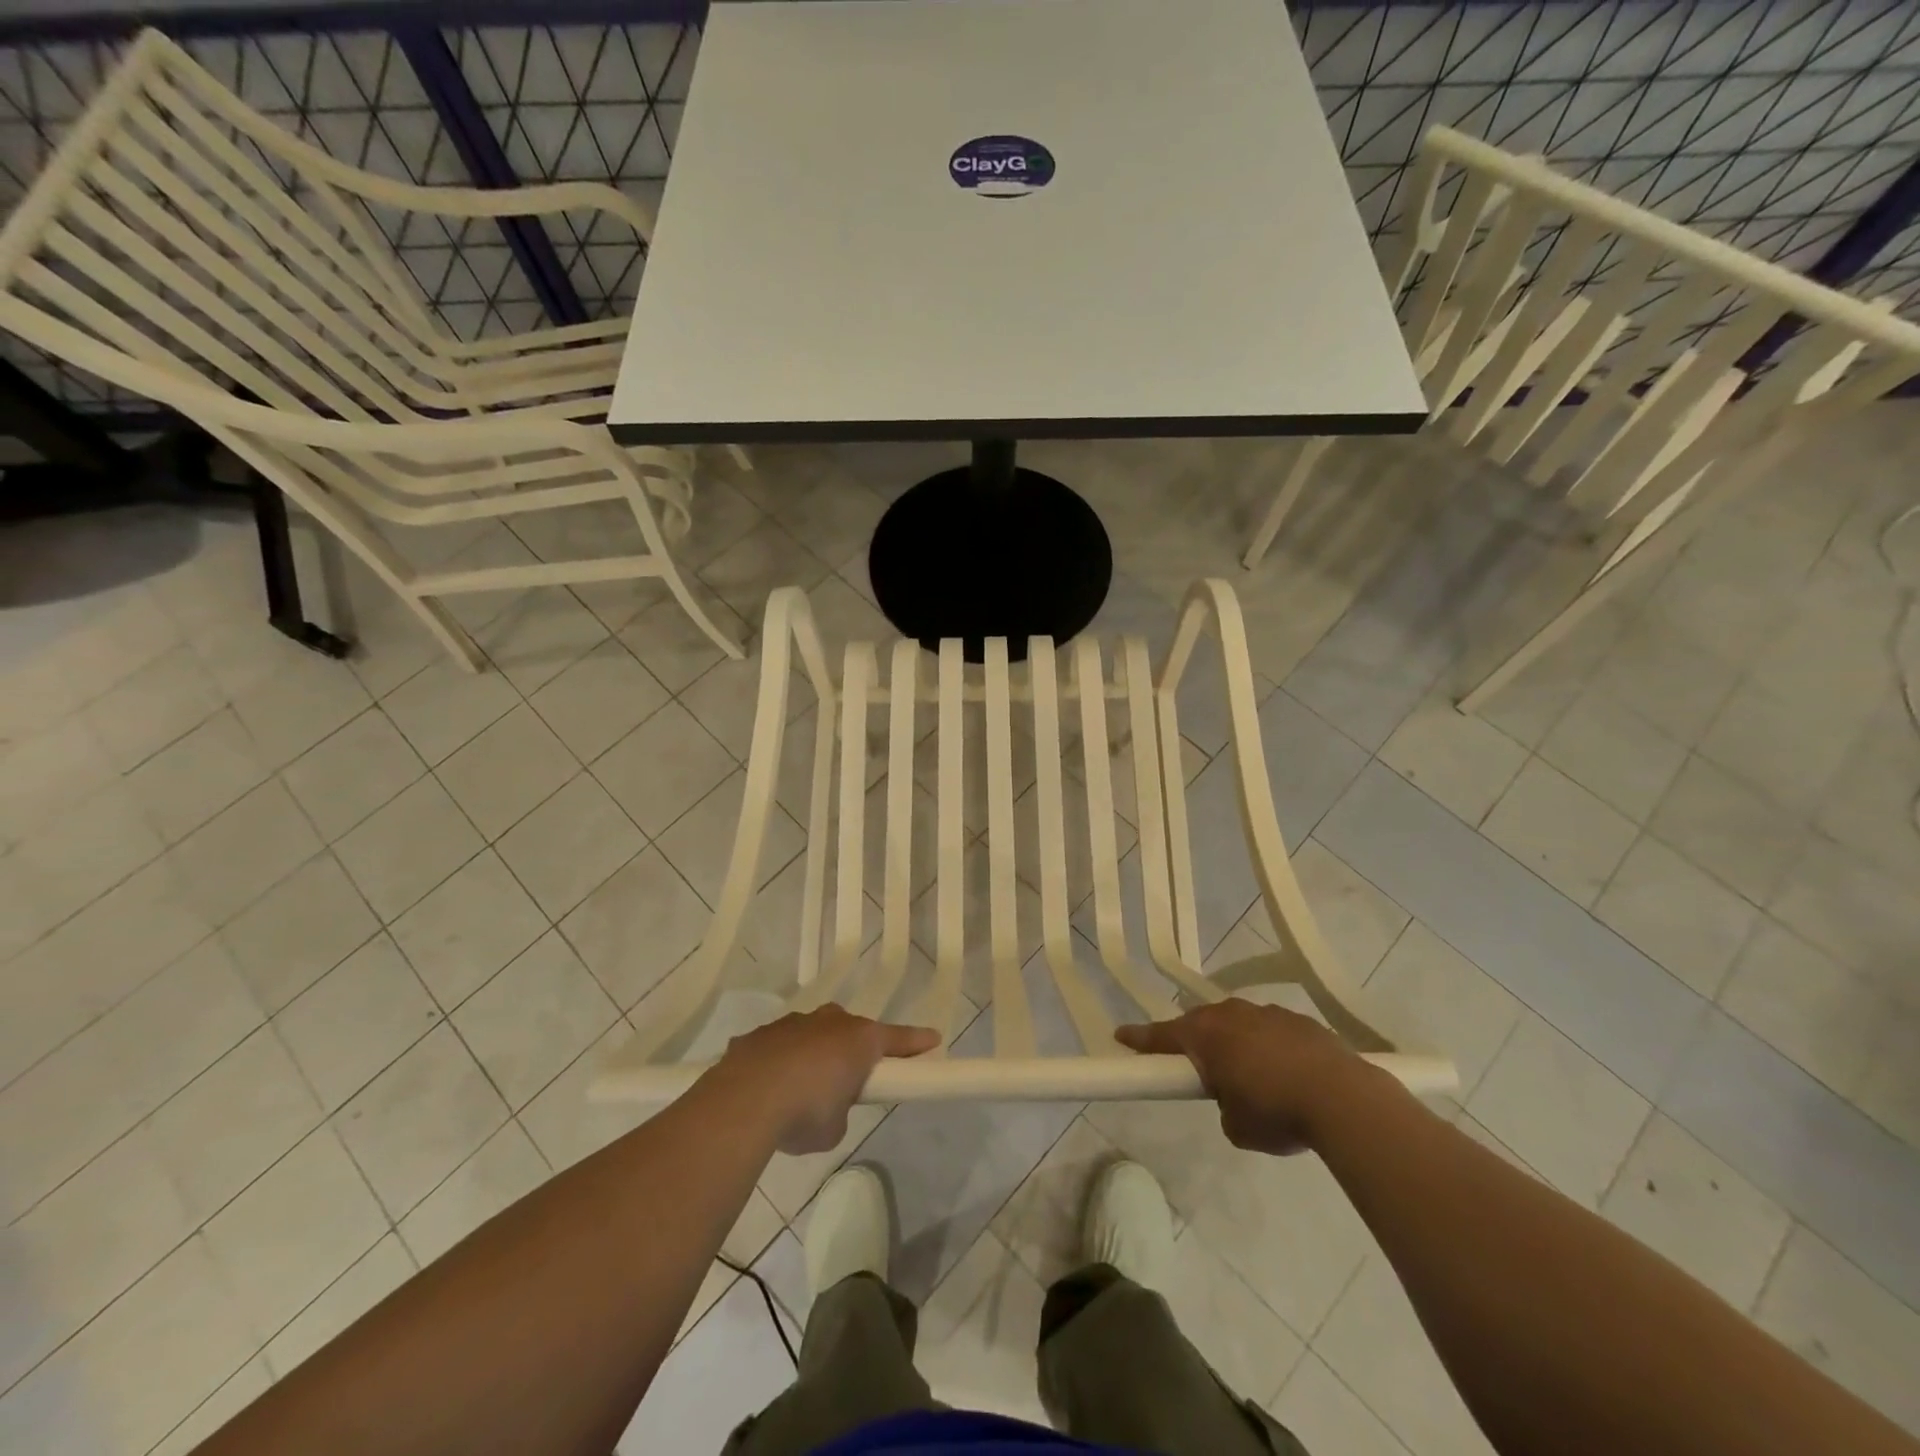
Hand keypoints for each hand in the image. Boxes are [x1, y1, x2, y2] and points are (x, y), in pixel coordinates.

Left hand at [714, 1006, 938, 1153]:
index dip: (916, 1043)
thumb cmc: (805, 1113)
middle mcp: (829, 1022)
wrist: (744, 1101)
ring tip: (799, 1089)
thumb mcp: (835, 1127)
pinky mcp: (759, 1035)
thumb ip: (840, 1110)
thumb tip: (827, 1107)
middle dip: (851, 1049)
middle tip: (848, 1078)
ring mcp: (791, 1024)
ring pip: (811, 1033)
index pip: (898, 1039)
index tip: (933, 1040)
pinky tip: (765, 1089)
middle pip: (850, 1030)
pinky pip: (777, 1046)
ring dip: (812, 1054)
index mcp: (859, 1039)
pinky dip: (777, 1062)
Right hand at [1116, 999, 1364, 1155]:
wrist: (1343, 1098)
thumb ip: (1224, 1107)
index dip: (1139, 1039)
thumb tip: (1235, 1100)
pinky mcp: (1300, 1020)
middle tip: (1197, 1066)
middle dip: (1196, 1041)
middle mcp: (1231, 1015)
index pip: (1161, 1036)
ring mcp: (1267, 1013)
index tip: (1121, 1036)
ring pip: (1239, 1023)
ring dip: (1237, 1043)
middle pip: (1201, 1023)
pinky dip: (1270, 1046)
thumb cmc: (1276, 1111)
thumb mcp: (1236, 1126)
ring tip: (1251, 1075)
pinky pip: (1272, 1030)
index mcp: (1205, 1035)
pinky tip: (1286, 1072)